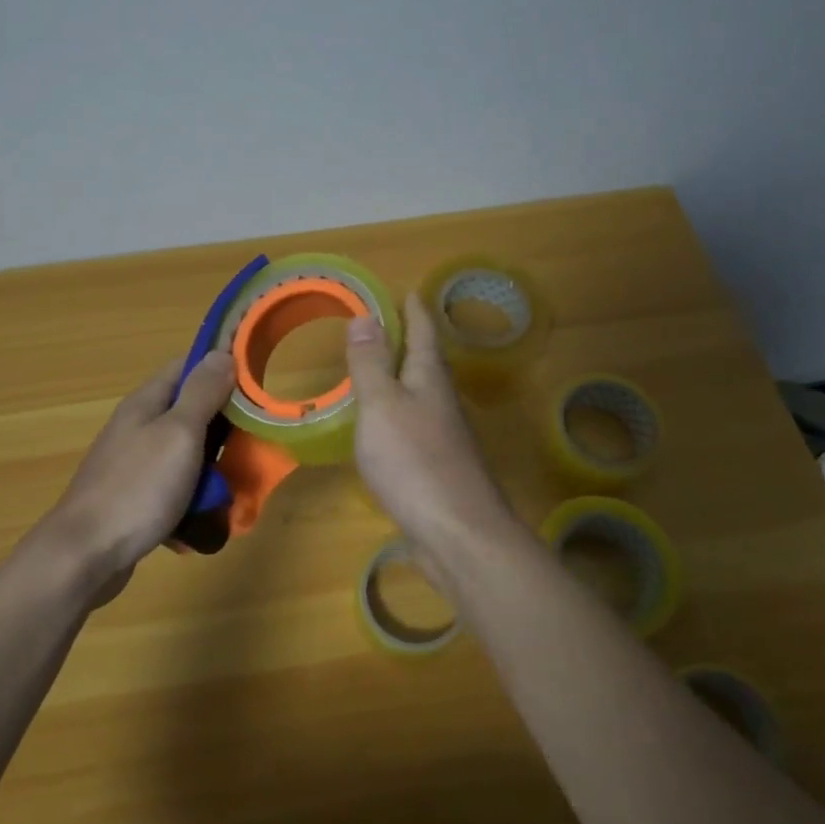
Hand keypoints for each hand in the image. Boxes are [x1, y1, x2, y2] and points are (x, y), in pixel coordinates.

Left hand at [30, 350, 236, 594]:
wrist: (84, 556)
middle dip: (224, 424)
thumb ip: (202, 393)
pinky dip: (192, 499)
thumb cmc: (137, 487)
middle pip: (190, 412)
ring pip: (186, 454)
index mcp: (146, 403)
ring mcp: (134, 465)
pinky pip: (174, 489)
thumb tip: (222, 354)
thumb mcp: (179, 433)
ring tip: (236, 485)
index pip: (187, 366)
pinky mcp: (134, 499)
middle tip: (256, 440)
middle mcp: (138, 427)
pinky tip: (206, 517)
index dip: (220, 366)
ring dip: (212, 467)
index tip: (256, 378)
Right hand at [344, 291, 518, 586]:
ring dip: (406, 379)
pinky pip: (417, 428)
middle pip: (429, 363)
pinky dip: (400, 415)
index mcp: (430, 379)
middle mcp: (443, 403)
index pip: (424, 333)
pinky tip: (386, 429)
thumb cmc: (414, 461)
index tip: (408, 290)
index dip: (414, 311)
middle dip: (412, 342)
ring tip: (383, 371)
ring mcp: (445, 438)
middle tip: (390, 325)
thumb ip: (371, 363)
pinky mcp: (439, 468)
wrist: (458, 533)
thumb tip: (366, 315)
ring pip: (424, 396)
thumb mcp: (382, 405)